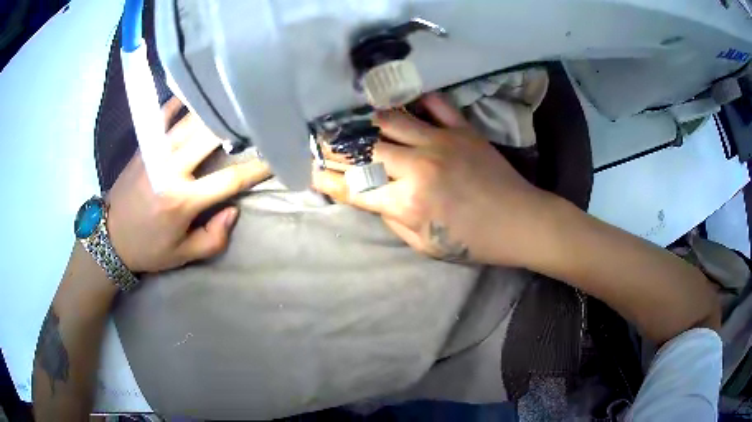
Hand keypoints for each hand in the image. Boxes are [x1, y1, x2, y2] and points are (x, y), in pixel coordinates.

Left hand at [106, 107, 269, 272]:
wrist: (110, 237)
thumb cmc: (148, 248)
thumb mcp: (183, 255)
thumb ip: (213, 238)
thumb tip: (233, 210)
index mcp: (183, 200)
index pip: (230, 180)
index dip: (257, 168)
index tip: (277, 156)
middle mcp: (170, 170)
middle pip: (211, 138)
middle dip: (237, 125)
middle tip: (258, 114)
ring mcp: (155, 153)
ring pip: (190, 122)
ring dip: (213, 109)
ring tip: (233, 96)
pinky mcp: (143, 146)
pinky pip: (162, 116)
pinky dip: (178, 102)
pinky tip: (193, 89)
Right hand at [312, 93, 554, 265]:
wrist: (519, 222)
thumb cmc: (473, 242)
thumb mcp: (424, 244)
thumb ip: (392, 218)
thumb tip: (372, 194)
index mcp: (407, 203)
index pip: (352, 187)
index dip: (326, 179)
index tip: (311, 171)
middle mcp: (417, 167)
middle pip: (363, 148)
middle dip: (335, 146)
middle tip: (322, 141)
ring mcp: (440, 142)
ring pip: (389, 119)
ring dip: (364, 118)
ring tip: (349, 117)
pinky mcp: (461, 129)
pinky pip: (432, 104)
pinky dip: (413, 98)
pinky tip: (397, 98)